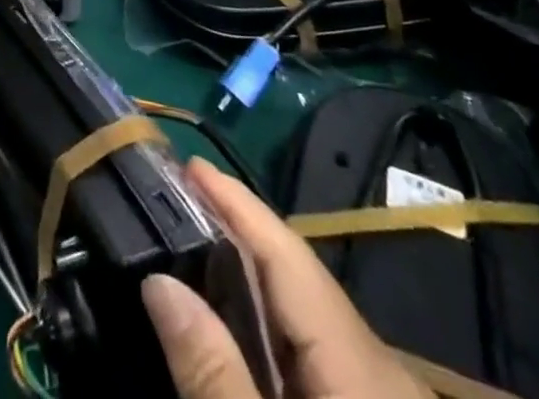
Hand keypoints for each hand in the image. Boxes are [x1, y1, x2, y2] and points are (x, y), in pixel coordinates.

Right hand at [142, 159, 431, 398]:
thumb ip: (215, 377)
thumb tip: (158, 281)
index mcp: (362, 369)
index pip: (289, 256)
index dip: (238, 204)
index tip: (188, 162)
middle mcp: (378, 367)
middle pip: (296, 277)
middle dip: (235, 231)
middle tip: (173, 196)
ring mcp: (379, 392)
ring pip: (305, 313)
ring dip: (248, 276)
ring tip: (192, 244)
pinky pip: (315, 348)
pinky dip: (269, 321)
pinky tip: (236, 323)